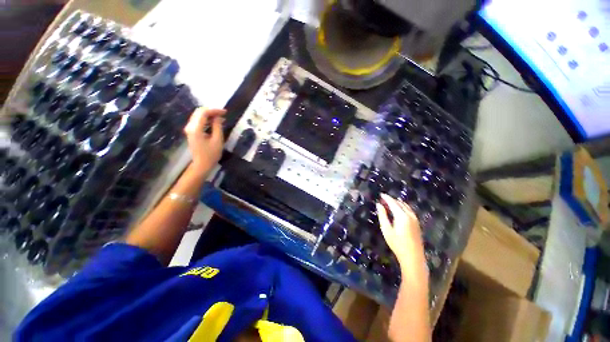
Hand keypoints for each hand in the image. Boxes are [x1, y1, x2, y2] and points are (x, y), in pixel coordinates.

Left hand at [184, 107, 225, 174]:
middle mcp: (190, 126)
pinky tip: (214, 122)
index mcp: (196, 128)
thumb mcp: (217, 140)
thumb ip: (217, 126)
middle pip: (199, 112)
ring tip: (220, 117)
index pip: (203, 113)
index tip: (225, 112)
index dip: (214, 110)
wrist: (202, 164)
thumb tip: (218, 117)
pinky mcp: (191, 132)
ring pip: (198, 116)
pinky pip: (198, 121)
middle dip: (211, 111)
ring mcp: (189, 129)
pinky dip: (206, 119)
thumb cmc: (211, 154)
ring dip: (209, 114)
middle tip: (223, 114)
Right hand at [376, 194, 425, 271]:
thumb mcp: (386, 230)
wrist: (413, 257)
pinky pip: (409, 210)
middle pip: (400, 203)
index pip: (393, 203)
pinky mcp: (417, 223)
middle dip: (391, 200)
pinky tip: (398, 210)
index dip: (386, 198)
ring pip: (405, 206)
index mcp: (402, 216)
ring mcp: (415, 219)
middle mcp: (410, 215)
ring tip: (389, 204)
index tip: (380, 194)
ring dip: (397, 203)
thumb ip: (382, 215)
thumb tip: (379, 205)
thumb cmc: (397, 244)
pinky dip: (403, 207)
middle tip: (382, 200)